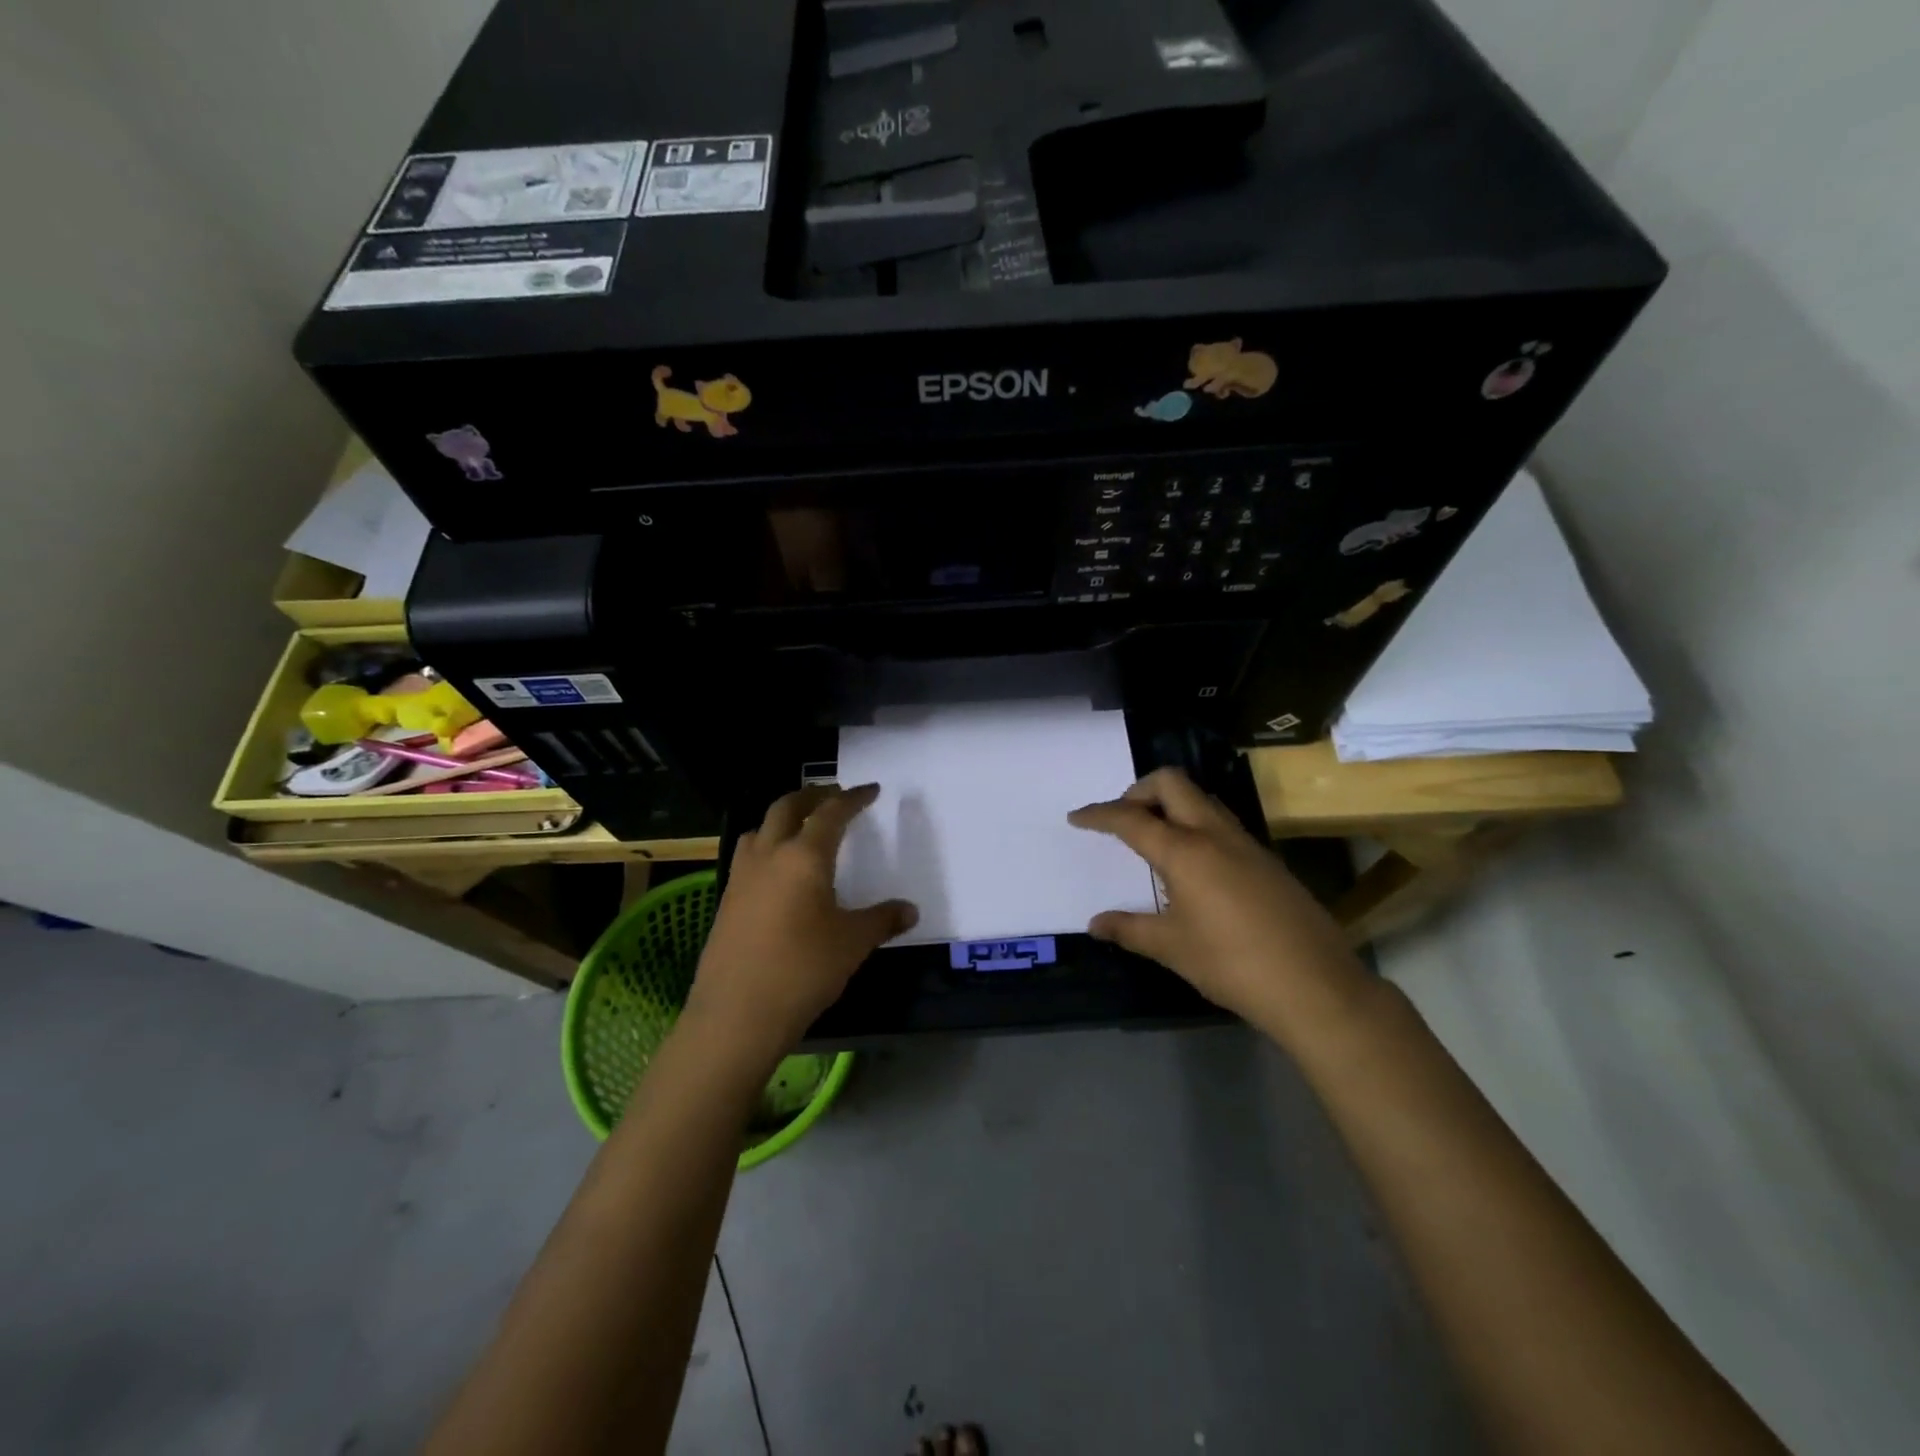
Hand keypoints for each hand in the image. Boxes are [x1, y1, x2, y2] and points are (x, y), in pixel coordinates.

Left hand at [686, 784, 916, 1065]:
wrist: (736, 1015)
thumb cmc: (803, 970)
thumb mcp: (852, 943)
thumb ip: (882, 920)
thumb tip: (909, 910)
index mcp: (804, 857)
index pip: (831, 813)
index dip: (853, 798)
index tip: (870, 790)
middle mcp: (769, 855)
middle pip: (787, 807)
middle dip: (813, 795)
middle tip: (834, 795)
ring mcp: (741, 877)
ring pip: (759, 828)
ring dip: (782, 818)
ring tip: (801, 828)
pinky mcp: (726, 901)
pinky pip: (748, 856)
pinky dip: (766, 846)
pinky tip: (778, 873)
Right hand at [1068, 768, 1372, 1035]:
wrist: (1316, 986)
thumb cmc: (1233, 964)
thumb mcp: (1172, 948)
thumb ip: (1130, 929)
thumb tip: (1095, 924)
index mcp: (1185, 851)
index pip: (1131, 818)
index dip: (1099, 815)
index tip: (1077, 817)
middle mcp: (1215, 834)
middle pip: (1171, 783)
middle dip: (1139, 790)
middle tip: (1122, 819)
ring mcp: (1246, 843)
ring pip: (1201, 799)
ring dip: (1171, 804)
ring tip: (1154, 838)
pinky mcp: (1266, 859)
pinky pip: (1221, 823)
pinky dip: (1195, 825)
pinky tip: (1193, 865)